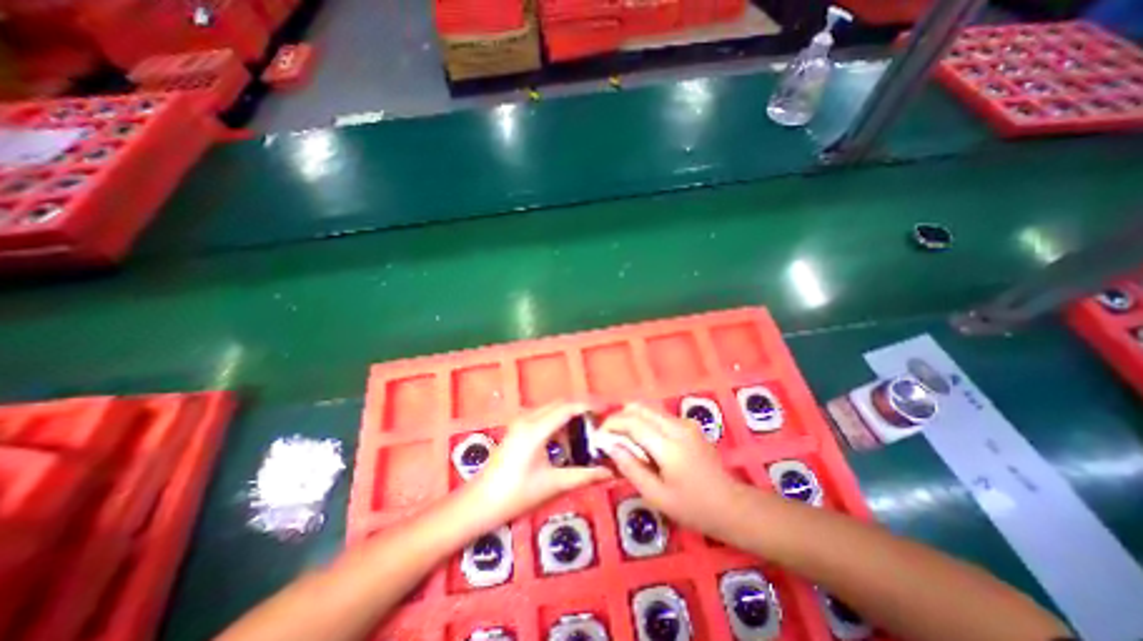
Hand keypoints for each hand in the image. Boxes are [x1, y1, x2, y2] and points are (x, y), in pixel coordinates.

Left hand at [466, 402, 617, 527]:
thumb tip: (610, 472)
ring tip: (591, 424)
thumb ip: (584, 475)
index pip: (568, 408)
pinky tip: (570, 434)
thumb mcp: (552, 485)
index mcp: (536, 429)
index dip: (590, 406)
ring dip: (572, 411)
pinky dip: (561, 418)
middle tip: (603, 417)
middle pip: (561, 403)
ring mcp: (521, 421)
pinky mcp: (518, 428)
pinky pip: (545, 415)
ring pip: (553, 407)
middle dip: (583, 406)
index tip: (609, 410)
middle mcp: (528, 418)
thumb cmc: (515, 495)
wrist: (478, 503)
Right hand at [600, 406, 750, 539]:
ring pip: (649, 409)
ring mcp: (685, 423)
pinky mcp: (689, 425)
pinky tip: (646, 444)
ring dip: (632, 419)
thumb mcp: (656, 495)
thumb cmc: (693, 507)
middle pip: (639, 408)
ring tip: (626, 442)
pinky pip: (660, 416)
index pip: (632, 421)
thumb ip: (631, 468)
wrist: (731, 505)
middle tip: (611, 438)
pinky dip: (646, 423)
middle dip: (620, 418)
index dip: (612, 424)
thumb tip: (610, 446)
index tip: (599, 436)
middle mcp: (676, 426)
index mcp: (668, 445)